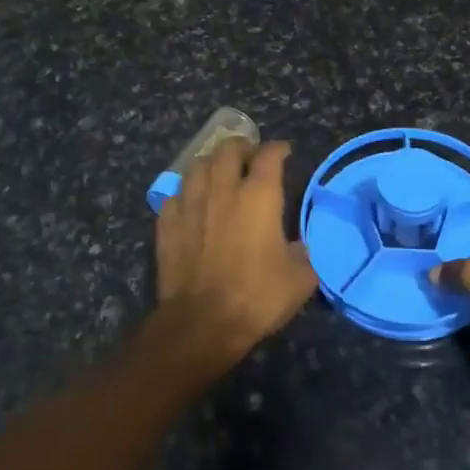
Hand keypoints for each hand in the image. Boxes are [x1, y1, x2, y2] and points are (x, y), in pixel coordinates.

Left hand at [156, 138, 316, 362]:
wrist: (202, 323)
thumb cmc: (256, 297)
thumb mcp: (299, 280)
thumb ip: (302, 254)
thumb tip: (298, 246)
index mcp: (259, 196)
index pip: (269, 156)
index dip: (278, 149)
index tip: (284, 152)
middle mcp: (223, 190)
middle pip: (228, 150)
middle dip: (242, 147)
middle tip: (249, 156)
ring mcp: (190, 204)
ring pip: (197, 166)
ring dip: (211, 163)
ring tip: (218, 172)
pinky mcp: (167, 224)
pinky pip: (175, 195)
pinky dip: (185, 192)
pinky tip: (190, 202)